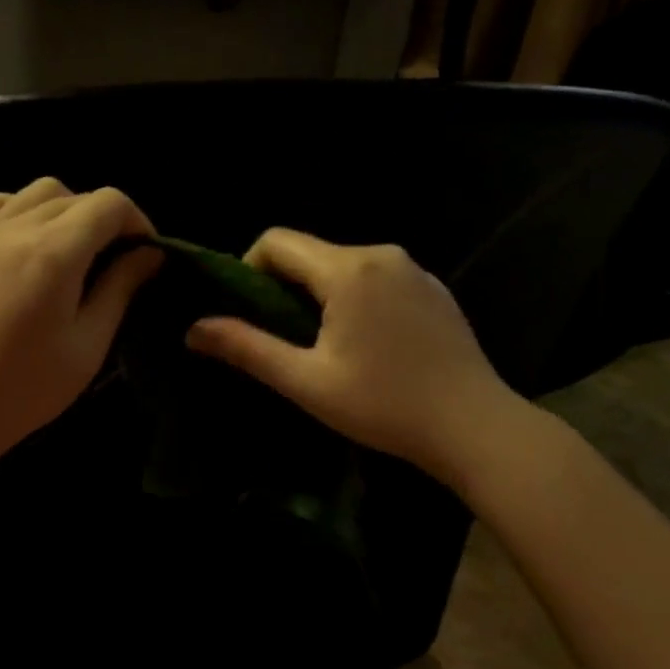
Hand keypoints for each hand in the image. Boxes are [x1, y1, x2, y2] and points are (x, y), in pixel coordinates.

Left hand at [0, 178, 162, 478]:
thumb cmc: (23, 389)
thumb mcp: (87, 345)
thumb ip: (120, 289)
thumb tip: (150, 253)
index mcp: (54, 252)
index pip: (109, 204)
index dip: (138, 221)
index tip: (145, 255)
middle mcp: (16, 228)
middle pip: (76, 195)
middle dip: (106, 219)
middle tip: (116, 261)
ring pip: (36, 191)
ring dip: (67, 209)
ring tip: (73, 250)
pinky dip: (20, 207)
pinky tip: (26, 239)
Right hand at [184, 229, 521, 479]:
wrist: (476, 427)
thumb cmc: (384, 405)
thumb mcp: (306, 382)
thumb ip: (247, 348)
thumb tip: (193, 328)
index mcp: (347, 270)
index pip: (276, 241)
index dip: (248, 269)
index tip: (249, 313)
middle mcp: (381, 254)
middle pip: (310, 253)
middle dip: (284, 287)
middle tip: (283, 339)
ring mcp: (413, 269)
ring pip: (343, 266)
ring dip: (320, 295)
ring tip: (324, 346)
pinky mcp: (433, 288)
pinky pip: (376, 278)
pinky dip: (355, 299)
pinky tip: (368, 345)